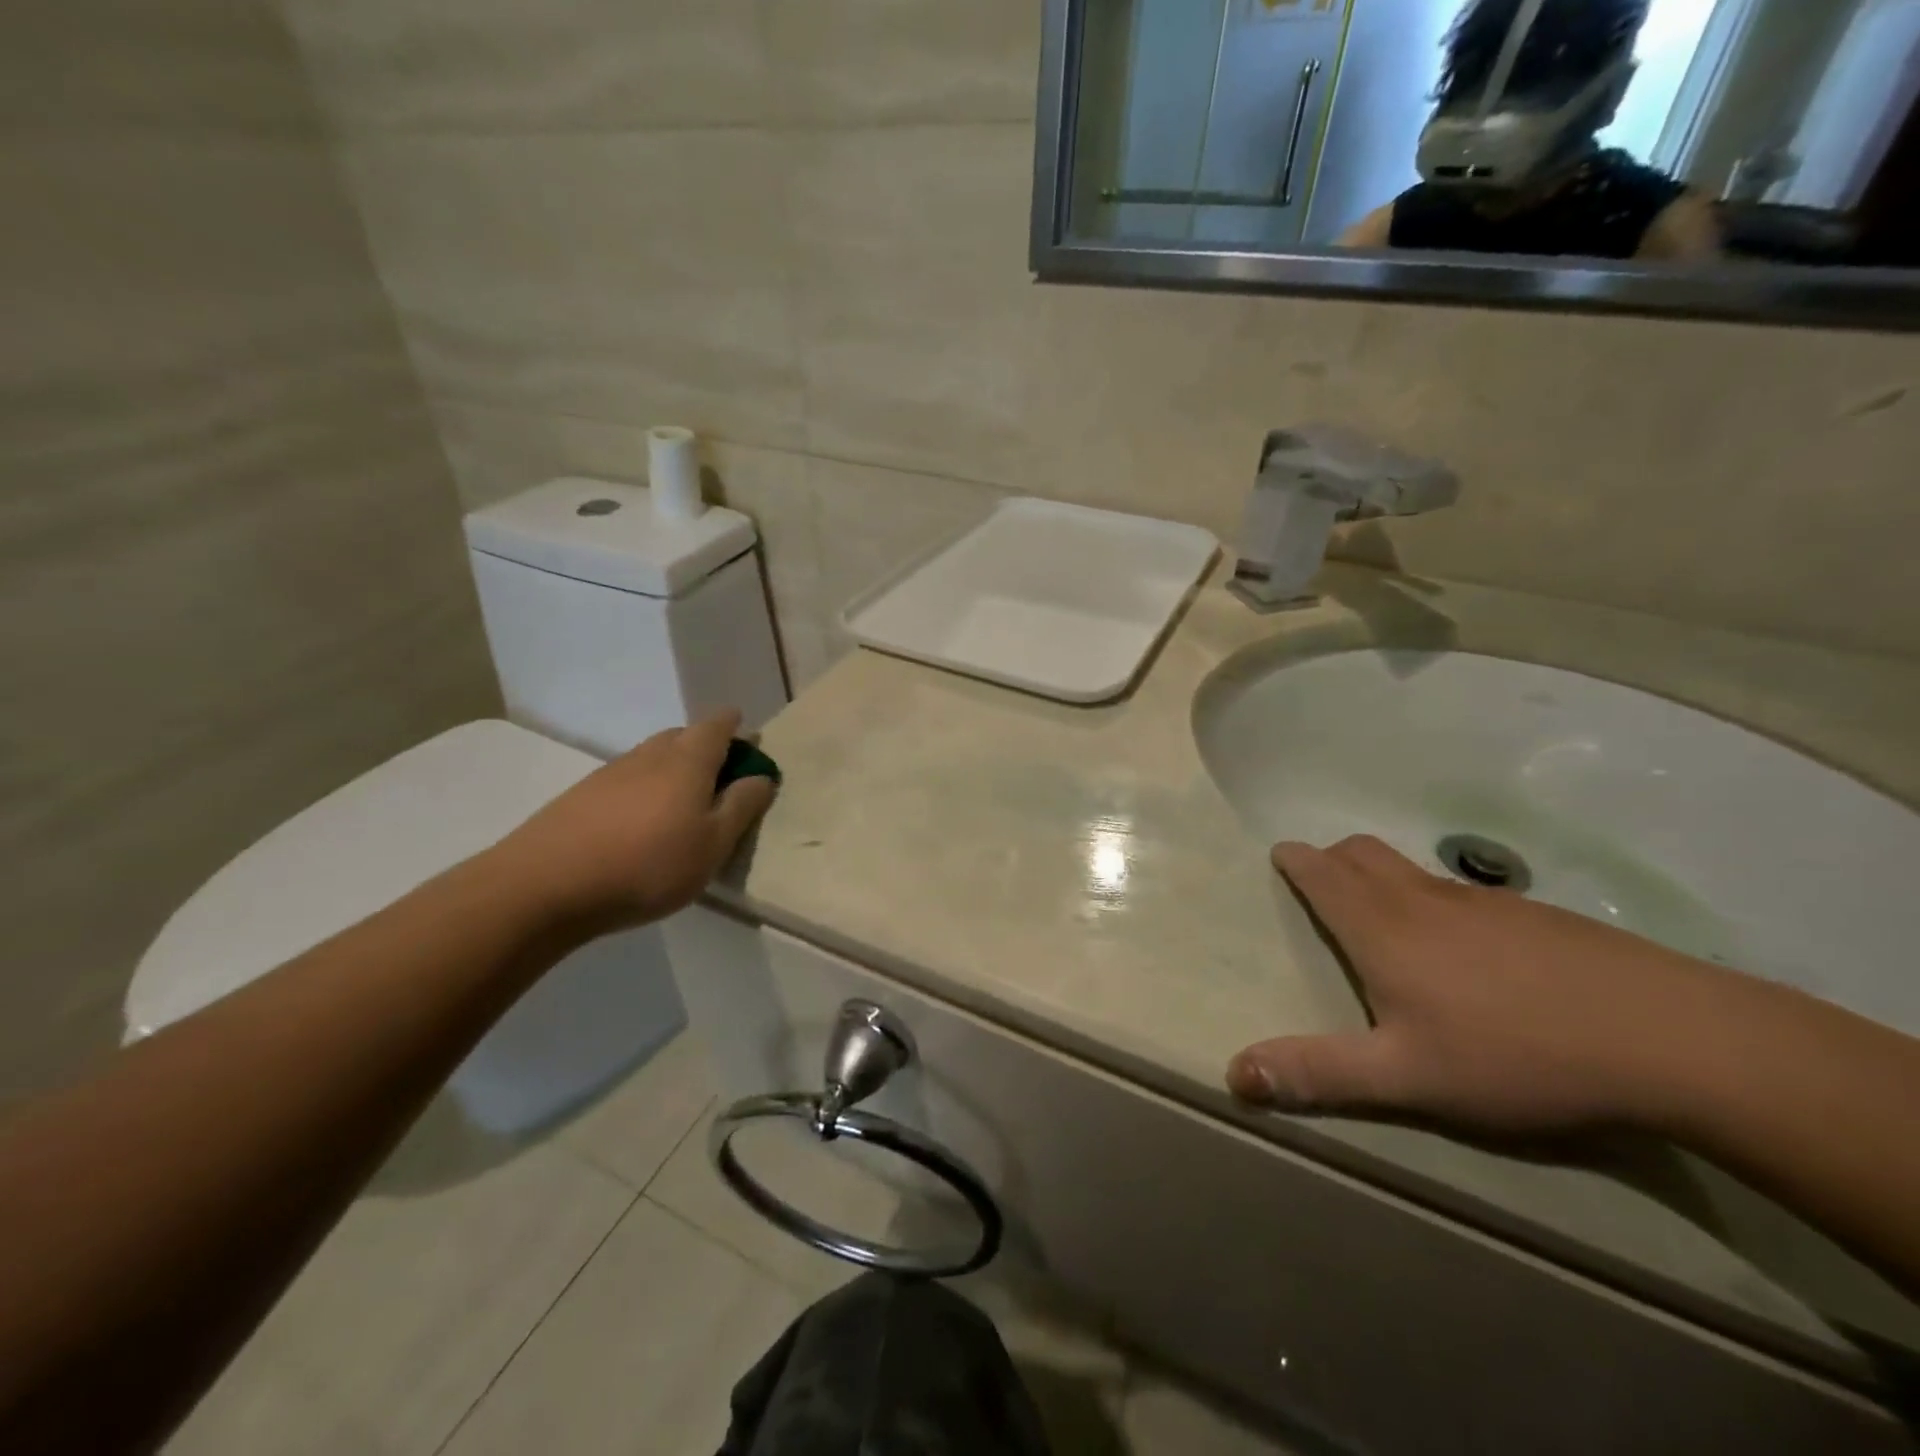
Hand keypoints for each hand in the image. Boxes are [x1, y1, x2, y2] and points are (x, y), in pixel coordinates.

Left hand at [495, 710, 776, 929]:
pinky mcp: (582, 796)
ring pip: (653, 757)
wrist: (544, 886)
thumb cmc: (647, 864)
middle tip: (721, 778)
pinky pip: (627, 779)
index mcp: (688, 760)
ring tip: (684, 804)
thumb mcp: (713, 844)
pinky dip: (645, 789)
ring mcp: (610, 773)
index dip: (735, 727)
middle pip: (683, 736)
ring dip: (674, 769)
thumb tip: (762, 776)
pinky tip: (641, 822)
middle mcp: (649, 755)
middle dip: (706, 747)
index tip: (747, 738)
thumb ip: (741, 807)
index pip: (717, 726)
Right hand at [1226, 836, 1747, 1136]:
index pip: (1322, 873)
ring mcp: (1483, 902)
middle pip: (1363, 852)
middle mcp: (1422, 900)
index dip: (1296, 861)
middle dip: (1332, 857)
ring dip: (1381, 874)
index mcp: (1381, 928)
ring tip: (1384, 913)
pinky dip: (1435, 898)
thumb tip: (1234, 1073)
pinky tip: (1467, 948)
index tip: (1281, 856)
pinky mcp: (1535, 916)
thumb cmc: (1515, 1054)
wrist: (1670, 1038)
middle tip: (1320, 879)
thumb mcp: (1405, 1077)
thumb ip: (1317, 1072)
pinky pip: (1461, 891)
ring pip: (1412, 868)